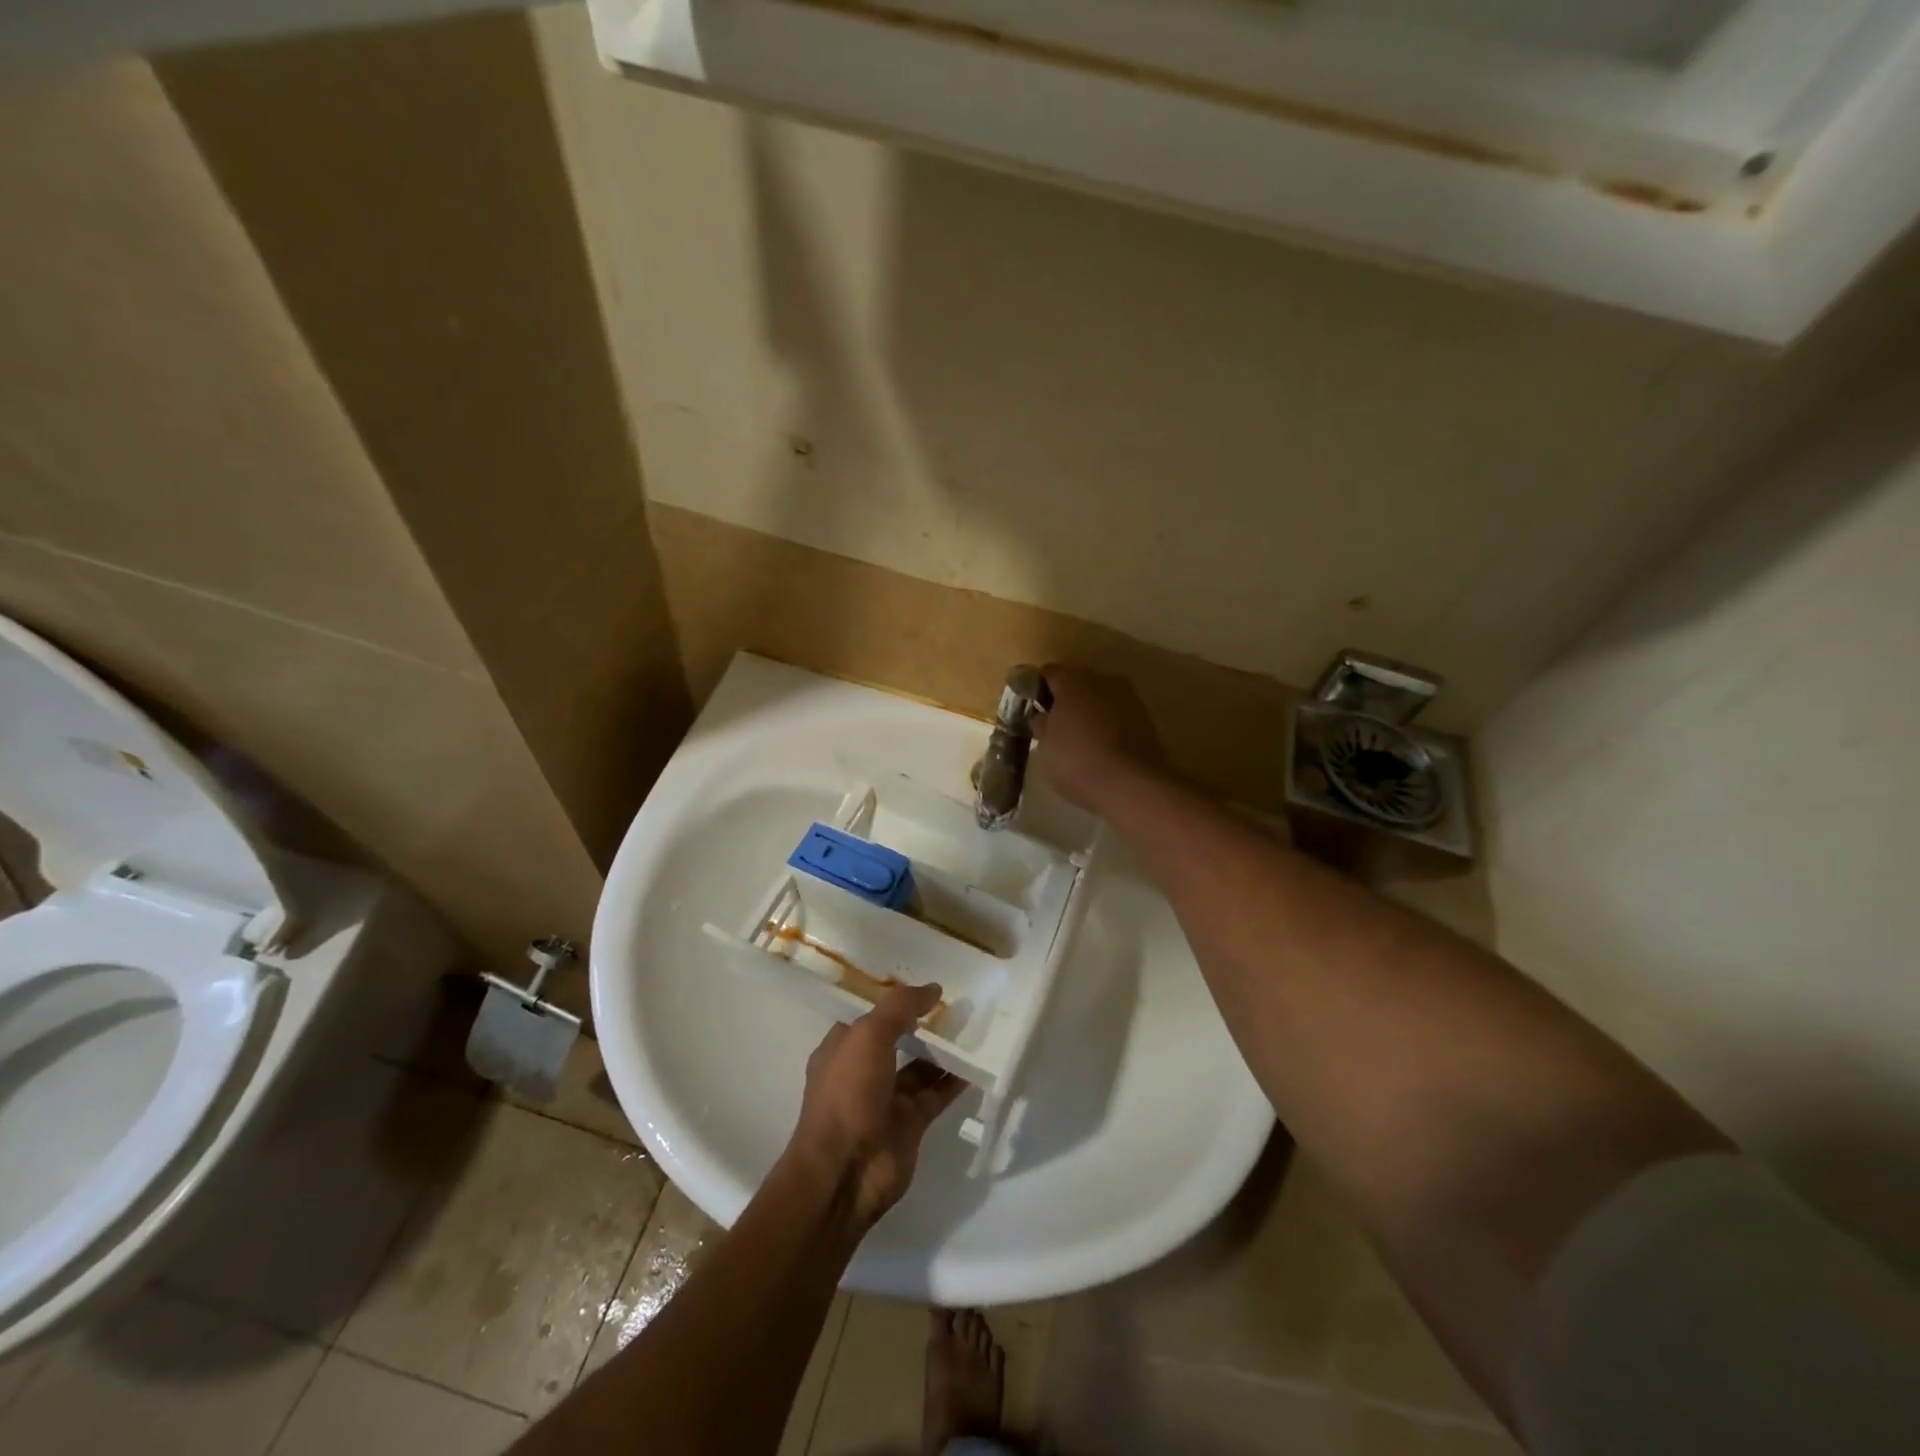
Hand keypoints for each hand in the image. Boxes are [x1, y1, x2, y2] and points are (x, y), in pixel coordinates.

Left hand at [790, 983, 966, 1226]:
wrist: (845, 1171)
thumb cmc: (848, 1093)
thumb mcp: (868, 1035)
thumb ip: (900, 1007)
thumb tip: (933, 989)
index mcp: (843, 1047)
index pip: (870, 1015)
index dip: (895, 1000)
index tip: (924, 986)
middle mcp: (863, 1070)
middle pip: (898, 1039)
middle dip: (923, 1023)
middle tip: (957, 1003)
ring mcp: (887, 1098)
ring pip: (920, 1066)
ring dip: (943, 1050)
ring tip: (973, 1027)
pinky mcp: (910, 1123)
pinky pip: (936, 1093)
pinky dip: (954, 1080)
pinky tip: (977, 1063)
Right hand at [1032, 665, 1168, 812]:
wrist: (1132, 784)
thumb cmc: (1077, 761)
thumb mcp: (1046, 747)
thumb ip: (1042, 724)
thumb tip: (1042, 715)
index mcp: (1073, 681)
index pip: (1050, 673)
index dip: (1038, 688)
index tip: (1032, 707)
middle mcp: (1103, 680)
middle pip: (1079, 683)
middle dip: (1067, 699)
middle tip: (1055, 724)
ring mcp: (1129, 698)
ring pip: (1102, 698)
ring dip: (1091, 712)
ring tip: (1080, 738)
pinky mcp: (1147, 719)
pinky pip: (1119, 716)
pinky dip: (1109, 725)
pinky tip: (1102, 747)